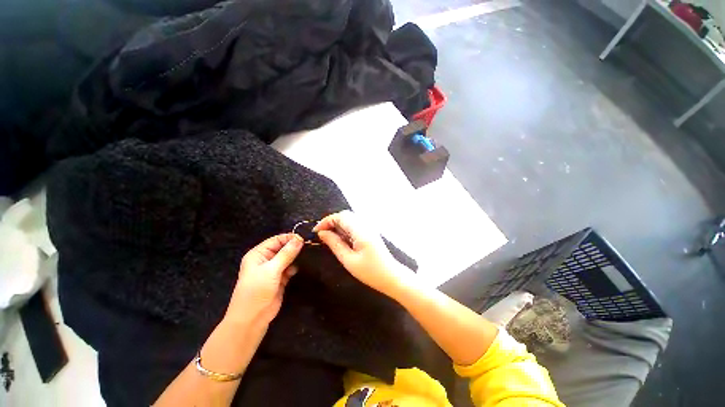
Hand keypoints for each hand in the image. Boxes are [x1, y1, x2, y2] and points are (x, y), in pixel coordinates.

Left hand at [225, 234, 302, 326]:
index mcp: (258, 254)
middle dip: (294, 247)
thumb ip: (286, 254)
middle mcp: (265, 259)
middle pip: (282, 248)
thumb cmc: (257, 290)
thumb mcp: (271, 270)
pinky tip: (300, 267)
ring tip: (308, 254)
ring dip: (296, 257)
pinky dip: (294, 267)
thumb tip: (299, 239)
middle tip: (309, 245)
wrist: (252, 319)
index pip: (276, 240)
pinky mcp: (280, 279)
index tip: (304, 238)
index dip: (289, 238)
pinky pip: (289, 268)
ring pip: (287, 258)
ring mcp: (273, 270)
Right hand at [314, 210, 413, 296]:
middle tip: (322, 235)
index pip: (340, 216)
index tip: (316, 231)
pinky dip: (345, 229)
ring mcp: (369, 228)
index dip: (326, 221)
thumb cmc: (370, 271)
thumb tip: (322, 233)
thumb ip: (335, 244)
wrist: (391, 276)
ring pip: (350, 219)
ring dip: (338, 225)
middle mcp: (365, 225)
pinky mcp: (370, 232)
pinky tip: (341, 240)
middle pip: (345, 215)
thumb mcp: (349, 260)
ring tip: (329, 238)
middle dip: (331, 222)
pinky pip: (355, 225)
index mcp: (360, 230)